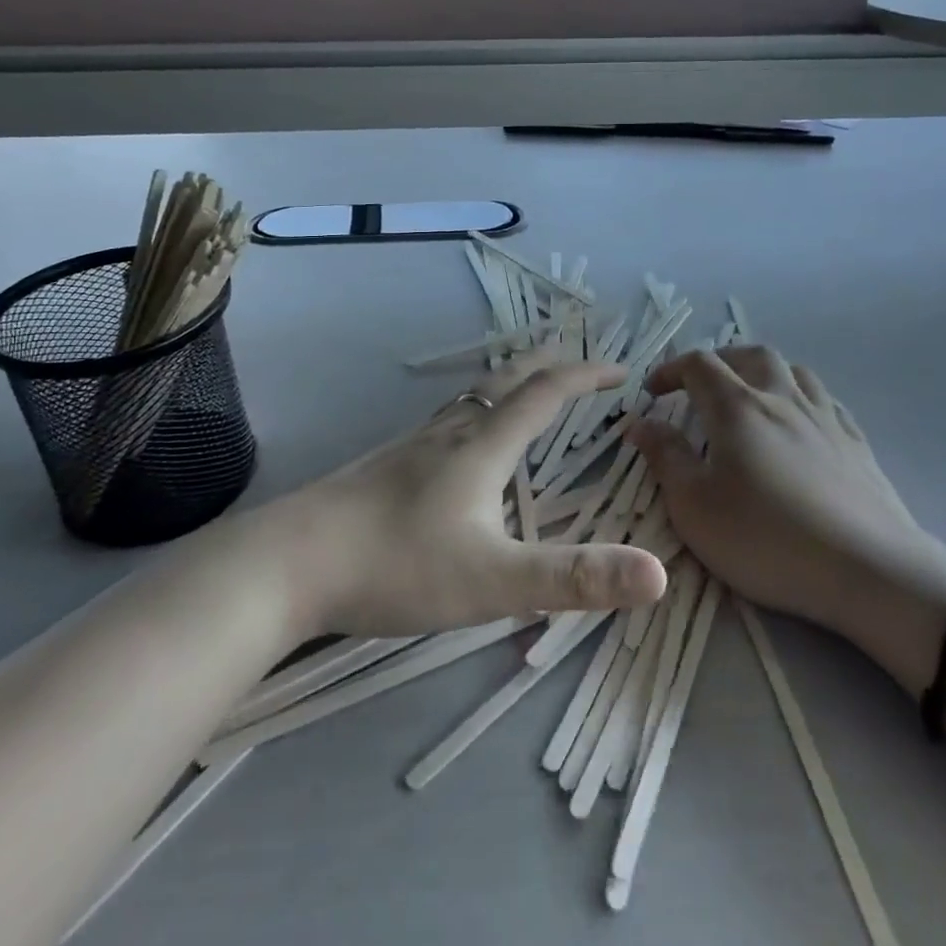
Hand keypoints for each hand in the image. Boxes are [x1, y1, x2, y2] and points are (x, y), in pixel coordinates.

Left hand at [272, 357, 668, 637]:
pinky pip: (445, 420)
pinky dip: (475, 412)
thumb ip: (575, 579)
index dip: (586, 377)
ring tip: (526, 395)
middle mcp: (449, 432)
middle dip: (548, 365)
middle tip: (577, 364)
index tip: (621, 372)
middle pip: (505, 379)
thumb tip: (658, 573)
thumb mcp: (496, 581)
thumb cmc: (396, 565)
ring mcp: (411, 445)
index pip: (545, 393)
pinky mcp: (384, 464)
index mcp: (482, 446)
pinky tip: (460, 444)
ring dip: (509, 385)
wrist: (288, 563)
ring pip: (471, 398)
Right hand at [629, 347, 932, 637]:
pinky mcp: (857, 443)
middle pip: (750, 355)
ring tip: (750, 396)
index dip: (670, 370)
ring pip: (793, 370)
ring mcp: (825, 418)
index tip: (653, 392)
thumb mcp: (694, 506)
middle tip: (700, 386)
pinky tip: (800, 422)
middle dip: (719, 361)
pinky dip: (801, 397)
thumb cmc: (766, 539)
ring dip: (763, 372)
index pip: (699, 365)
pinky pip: (824, 400)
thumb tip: (641, 423)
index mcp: (738, 407)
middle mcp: (782, 398)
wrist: (867, 571)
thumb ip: (665, 457)